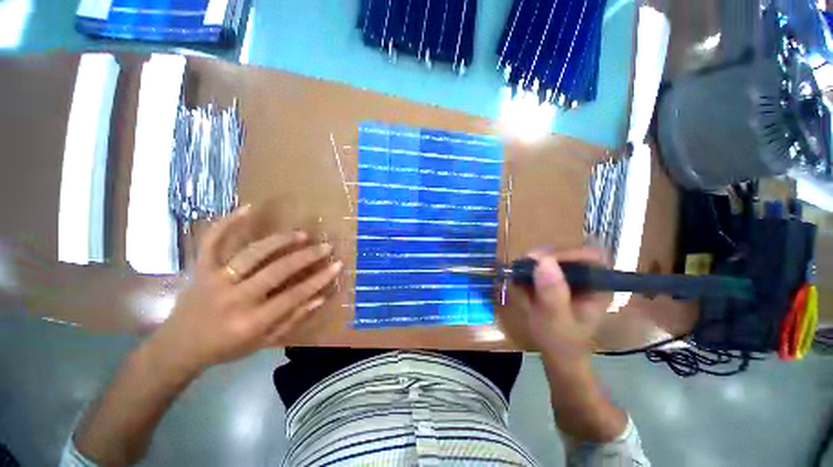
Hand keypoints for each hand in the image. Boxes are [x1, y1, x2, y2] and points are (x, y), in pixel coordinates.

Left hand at [147, 206, 341, 372]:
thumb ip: (292, 320)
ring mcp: (215, 280)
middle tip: (326, 246)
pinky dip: (229, 222)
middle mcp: (235, 298)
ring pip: (252, 253)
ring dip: (280, 241)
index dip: (319, 279)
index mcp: (251, 321)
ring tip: (302, 234)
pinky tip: (249, 208)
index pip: (294, 295)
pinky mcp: (201, 268)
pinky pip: (213, 241)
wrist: (178, 347)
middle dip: (306, 256)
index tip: (337, 265)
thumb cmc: (225, 347)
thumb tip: (320, 298)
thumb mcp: (262, 342)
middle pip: (277, 271)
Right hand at [498, 248, 611, 358]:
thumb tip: (543, 261)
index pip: (590, 257)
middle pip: (569, 253)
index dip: (567, 254)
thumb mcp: (556, 319)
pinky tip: (519, 281)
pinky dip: (528, 270)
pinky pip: (541, 266)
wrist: (556, 354)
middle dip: (545, 257)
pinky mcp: (556, 279)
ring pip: (553, 257)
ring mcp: (571, 278)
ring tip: (518, 273)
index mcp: (598, 287)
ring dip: (534, 263)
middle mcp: (587, 278)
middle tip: (524, 264)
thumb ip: (552, 293)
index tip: (540, 259)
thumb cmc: (562, 341)